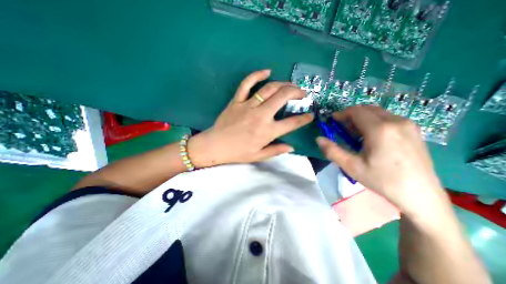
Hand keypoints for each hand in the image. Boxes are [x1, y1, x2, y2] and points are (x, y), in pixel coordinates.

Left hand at [189, 69, 312, 167]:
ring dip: (283, 84)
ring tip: (291, 85)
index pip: (291, 123)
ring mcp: (248, 106)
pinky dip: (257, 75)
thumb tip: (291, 147)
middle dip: (297, 92)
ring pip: (269, 89)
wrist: (215, 145)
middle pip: (283, 97)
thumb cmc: (237, 152)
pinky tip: (267, 71)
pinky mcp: (237, 100)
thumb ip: (276, 151)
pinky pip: (247, 84)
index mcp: (267, 131)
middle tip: (303, 93)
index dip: (304, 119)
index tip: (310, 115)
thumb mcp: (258, 156)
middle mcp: (260, 116)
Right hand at [315, 107, 450, 217]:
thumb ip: (332, 151)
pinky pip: (388, 118)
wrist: (420, 195)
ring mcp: (408, 124)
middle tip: (342, 129)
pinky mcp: (414, 130)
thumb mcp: (352, 166)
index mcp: (380, 129)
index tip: (332, 121)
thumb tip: (318, 139)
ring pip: (378, 113)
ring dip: (362, 118)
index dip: (341, 114)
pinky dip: (374, 122)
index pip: (356, 111)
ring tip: (356, 135)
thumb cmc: (382, 180)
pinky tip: (372, 138)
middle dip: (351, 115)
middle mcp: (396, 121)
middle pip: (367, 109)